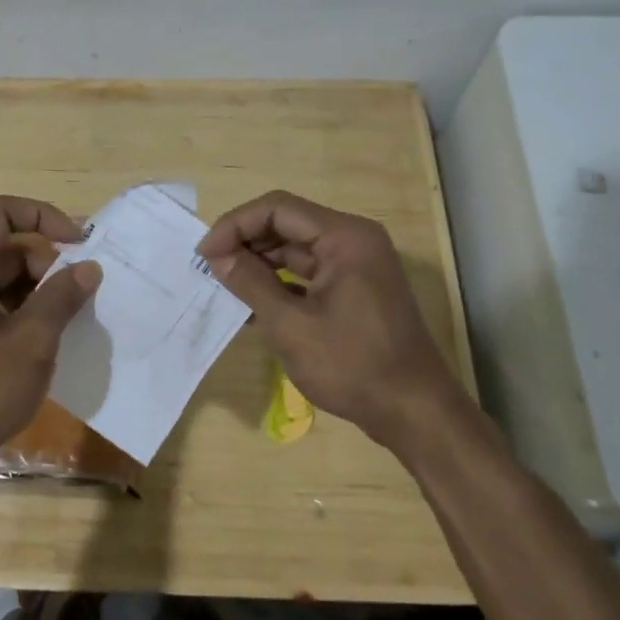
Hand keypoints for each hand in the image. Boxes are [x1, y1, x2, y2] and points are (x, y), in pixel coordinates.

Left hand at [0, 195, 101, 493]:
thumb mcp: (31, 340)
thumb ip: (62, 296)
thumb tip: (88, 267)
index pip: (2, 212)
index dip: (44, 216)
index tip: (80, 243)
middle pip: (5, 246)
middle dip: (48, 261)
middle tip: (81, 292)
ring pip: (3, 279)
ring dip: (40, 290)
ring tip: (73, 317)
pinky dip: (25, 312)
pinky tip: (51, 339)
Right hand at [198, 190, 458, 452]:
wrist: (413, 412)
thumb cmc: (352, 366)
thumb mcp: (291, 325)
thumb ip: (251, 283)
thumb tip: (217, 256)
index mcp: (345, 237)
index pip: (277, 208)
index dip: (235, 225)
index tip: (205, 255)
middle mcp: (352, 240)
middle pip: (286, 224)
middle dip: (245, 243)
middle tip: (210, 269)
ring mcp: (355, 265)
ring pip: (294, 249)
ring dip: (258, 265)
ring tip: (223, 287)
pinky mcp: (353, 288)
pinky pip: (307, 273)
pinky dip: (278, 284)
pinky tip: (250, 306)